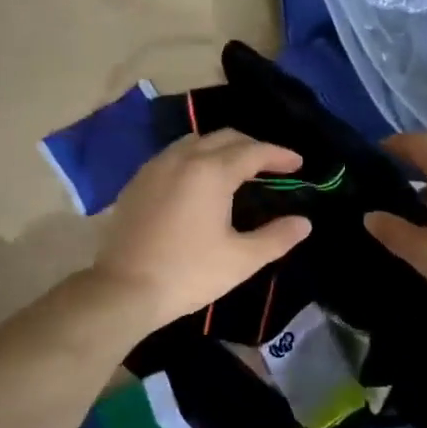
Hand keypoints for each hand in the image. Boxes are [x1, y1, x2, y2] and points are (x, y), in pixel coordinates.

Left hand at [93, 129, 311, 332]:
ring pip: (195, 142)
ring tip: (237, 169)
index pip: (254, 151)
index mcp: (211, 172)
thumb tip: (303, 223)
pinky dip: (195, 158)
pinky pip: (173, 156)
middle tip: (272, 165)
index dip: (279, 155)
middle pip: (224, 138)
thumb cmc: (188, 274)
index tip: (298, 163)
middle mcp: (182, 158)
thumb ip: (277, 237)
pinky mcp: (137, 182)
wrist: (123, 289)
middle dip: (252, 147)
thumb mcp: (241, 260)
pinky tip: (199, 182)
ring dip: (221, 148)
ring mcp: (155, 167)